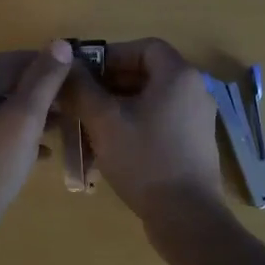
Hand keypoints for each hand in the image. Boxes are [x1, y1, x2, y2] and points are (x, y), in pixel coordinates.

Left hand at [0, 41, 73, 219]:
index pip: (15, 59)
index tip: (76, 79)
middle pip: (5, 82)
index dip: (48, 66)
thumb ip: (43, 80)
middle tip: (72, 106)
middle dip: (40, 92)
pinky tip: (38, 154)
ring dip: (30, 114)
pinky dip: (14, 134)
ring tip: (61, 128)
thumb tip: (60, 43)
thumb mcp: (24, 119)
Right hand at [62, 38, 227, 228]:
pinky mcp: (195, 144)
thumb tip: (66, 65)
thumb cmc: (144, 159)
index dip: (112, 55)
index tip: (85, 73)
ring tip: (90, 124)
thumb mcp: (104, 121)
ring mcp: (198, 119)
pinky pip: (161, 121)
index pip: (144, 47)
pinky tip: (112, 147)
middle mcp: (195, 90)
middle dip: (111, 83)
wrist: (186, 217)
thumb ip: (82, 88)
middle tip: (82, 100)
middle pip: (148, 73)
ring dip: (120, 106)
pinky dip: (136, 124)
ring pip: (152, 100)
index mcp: (178, 76)